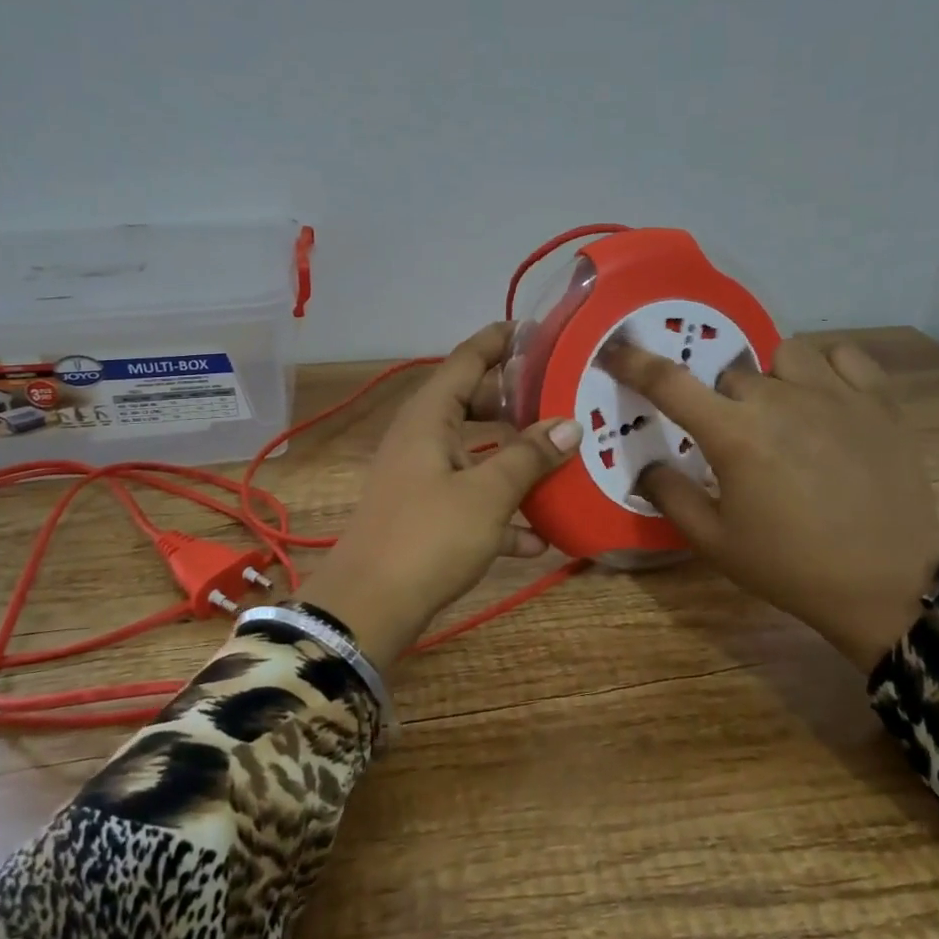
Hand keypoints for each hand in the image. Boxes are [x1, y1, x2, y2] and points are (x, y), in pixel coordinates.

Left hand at [301, 322, 580, 670]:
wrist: (369, 608)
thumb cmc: (428, 536)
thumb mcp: (487, 493)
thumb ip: (528, 455)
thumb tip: (568, 423)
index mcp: (429, 417)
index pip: (466, 359)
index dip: (499, 341)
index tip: (536, 330)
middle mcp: (421, 438)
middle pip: (470, 403)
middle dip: (512, 400)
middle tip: (558, 396)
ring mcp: (420, 478)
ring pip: (473, 453)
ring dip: (511, 458)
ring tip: (558, 457)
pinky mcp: (423, 516)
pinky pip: (468, 499)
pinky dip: (499, 510)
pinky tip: (537, 539)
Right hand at [601, 334, 938, 671]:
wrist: (889, 587)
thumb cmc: (791, 567)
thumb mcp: (715, 542)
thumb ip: (671, 497)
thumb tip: (648, 465)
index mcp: (734, 435)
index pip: (669, 382)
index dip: (634, 362)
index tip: (614, 350)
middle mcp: (780, 400)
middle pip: (731, 375)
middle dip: (723, 402)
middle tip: (736, 441)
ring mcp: (835, 395)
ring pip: (784, 356)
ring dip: (772, 379)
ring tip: (784, 413)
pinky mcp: (880, 401)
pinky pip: (843, 355)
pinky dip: (826, 367)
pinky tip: (826, 398)